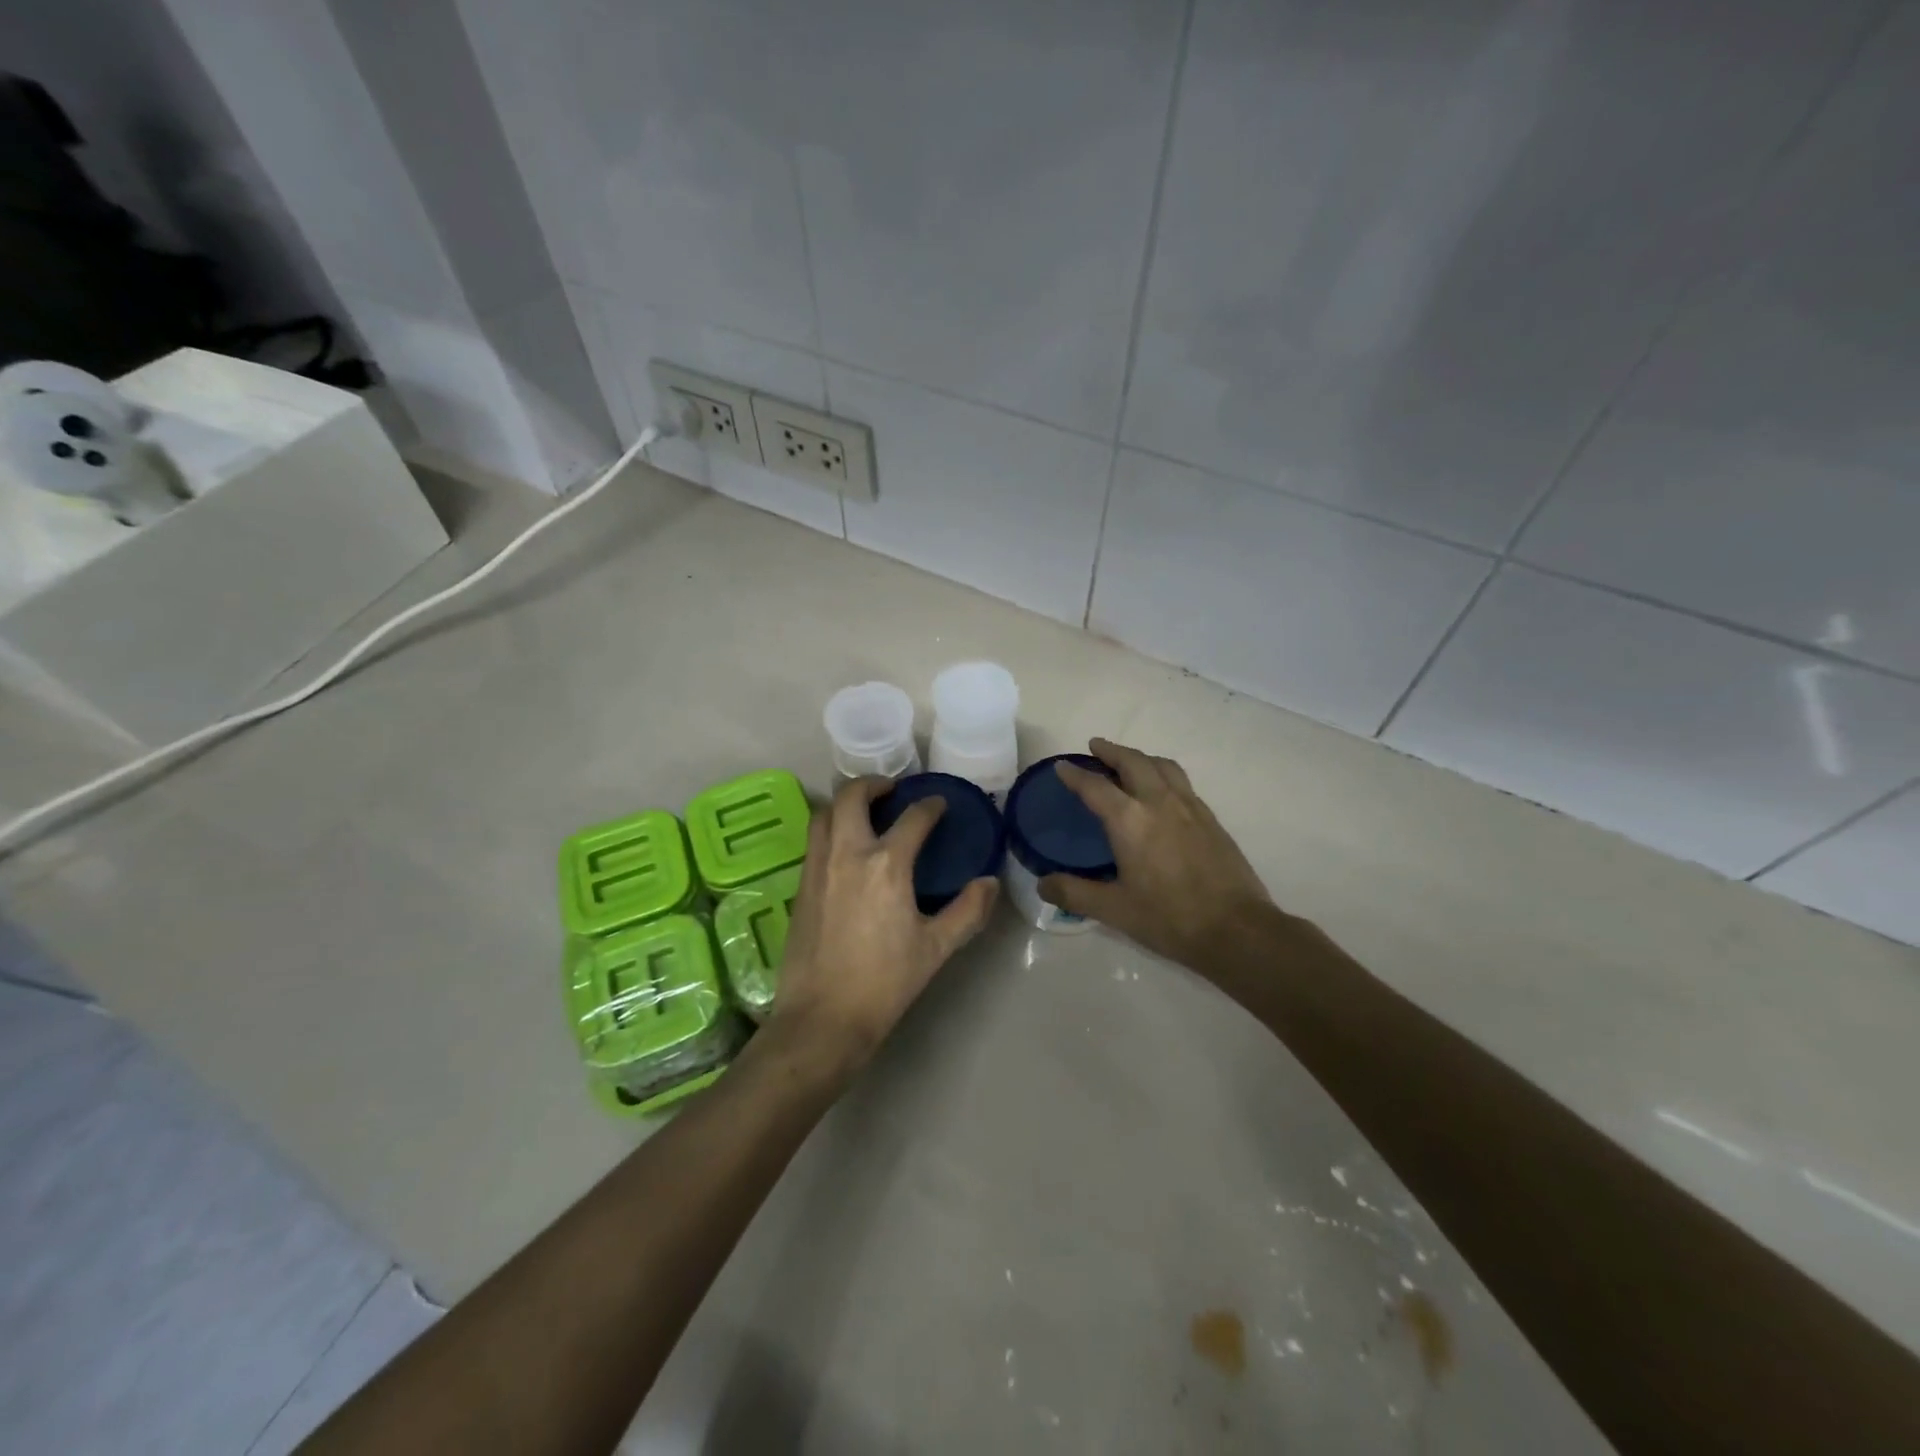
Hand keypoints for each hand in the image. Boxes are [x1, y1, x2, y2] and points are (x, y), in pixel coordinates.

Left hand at [770, 776, 997, 1072]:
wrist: (822, 1019)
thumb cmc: (884, 983)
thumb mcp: (936, 949)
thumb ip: (967, 911)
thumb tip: (989, 883)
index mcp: (886, 865)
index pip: (912, 819)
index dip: (930, 807)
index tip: (938, 805)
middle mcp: (847, 854)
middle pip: (852, 797)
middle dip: (872, 784)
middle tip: (891, 791)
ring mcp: (817, 868)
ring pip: (824, 814)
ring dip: (845, 803)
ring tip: (864, 812)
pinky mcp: (800, 886)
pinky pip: (814, 840)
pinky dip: (830, 828)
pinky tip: (845, 849)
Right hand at [1039, 738, 1270, 968]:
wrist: (1236, 928)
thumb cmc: (1169, 918)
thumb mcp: (1114, 910)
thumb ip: (1075, 893)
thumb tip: (1042, 885)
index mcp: (1130, 820)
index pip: (1095, 786)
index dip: (1075, 775)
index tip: (1062, 767)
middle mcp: (1159, 802)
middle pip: (1133, 762)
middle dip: (1111, 751)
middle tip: (1096, 747)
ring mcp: (1190, 807)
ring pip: (1162, 765)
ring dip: (1141, 757)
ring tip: (1130, 761)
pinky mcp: (1211, 818)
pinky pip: (1182, 781)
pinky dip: (1163, 773)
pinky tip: (1163, 791)